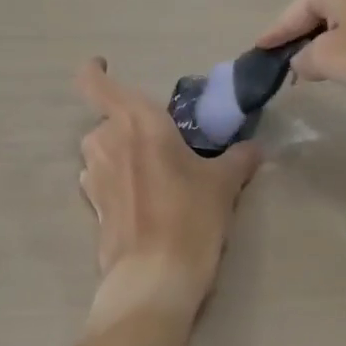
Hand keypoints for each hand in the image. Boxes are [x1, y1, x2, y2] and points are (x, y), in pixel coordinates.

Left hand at [75, 58, 260, 328]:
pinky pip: (102, 178)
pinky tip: (145, 199)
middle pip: (108, 117)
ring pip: (103, 149)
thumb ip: (238, 158)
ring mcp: (93, 175)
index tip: (104, 65)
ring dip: (122, 152)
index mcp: (135, 120)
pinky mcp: (92, 206)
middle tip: (162, 140)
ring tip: (157, 172)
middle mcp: (106, 140)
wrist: (154, 280)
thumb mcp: (223, 183)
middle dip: (130, 124)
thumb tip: (254, 148)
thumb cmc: (189, 216)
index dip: (94, 70)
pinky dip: (118, 179)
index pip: (93, 82)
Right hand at [253, 0, 345, 107]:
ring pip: (340, 16)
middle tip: (288, 67)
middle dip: (303, 38)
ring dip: (329, 40)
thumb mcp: (330, 61)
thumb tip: (300, 60)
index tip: (257, 53)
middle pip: (315, 11)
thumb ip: (303, 58)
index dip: (274, 38)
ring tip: (318, 68)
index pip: (291, 14)